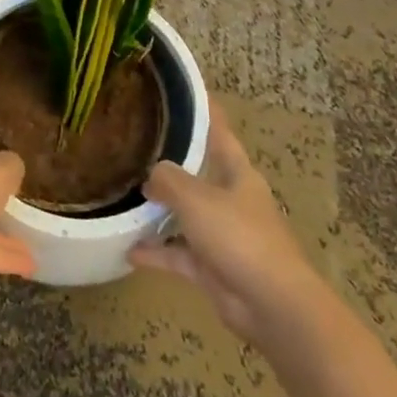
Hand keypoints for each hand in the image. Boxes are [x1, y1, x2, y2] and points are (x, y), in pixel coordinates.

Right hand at [127, 113, 330, 350]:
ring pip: (186, 216)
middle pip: (199, 175)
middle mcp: (231, 200)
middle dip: (171, 165)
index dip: (205, 112)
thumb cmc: (239, 237)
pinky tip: (128, 249)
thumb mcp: (196, 197)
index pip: (219, 133)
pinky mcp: (214, 269)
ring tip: (124, 198)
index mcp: (237, 174)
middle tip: (136, 146)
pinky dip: (157, 252)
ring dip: (159, 212)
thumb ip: (168, 179)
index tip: (188, 91)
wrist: (272, 305)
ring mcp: (224, 236)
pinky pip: (179, 254)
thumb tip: (151, 176)